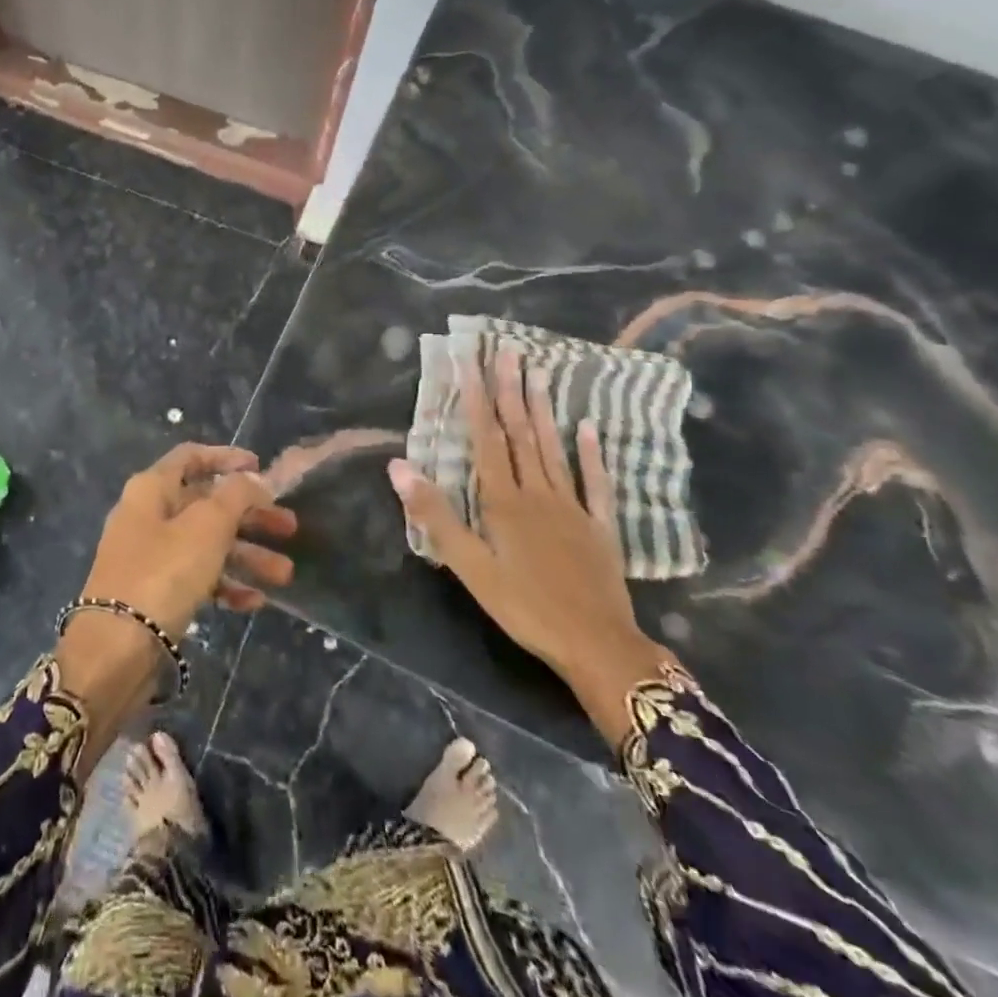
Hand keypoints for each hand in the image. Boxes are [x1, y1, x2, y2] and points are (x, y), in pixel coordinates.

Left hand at [57, 444, 295, 768]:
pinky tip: (255, 602)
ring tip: (285, 574)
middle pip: (206, 504)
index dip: (227, 458)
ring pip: (206, 545)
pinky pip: (196, 579)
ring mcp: (149, 556)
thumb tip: (253, 479)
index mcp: (152, 488)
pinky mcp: (154, 593)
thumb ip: (236, 496)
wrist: (115, 650)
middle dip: (250, 515)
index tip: (261, 467)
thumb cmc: (163, 572)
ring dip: (247, 556)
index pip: (191, 457)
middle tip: (289, 527)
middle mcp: (148, 515)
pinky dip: (225, 585)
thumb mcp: (207, 526)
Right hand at [387, 349, 672, 745]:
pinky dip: (591, 453)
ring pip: (552, 448)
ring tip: (538, 372)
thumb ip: (435, 515)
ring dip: (542, 409)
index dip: (476, 397)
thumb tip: (398, 466)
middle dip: (510, 390)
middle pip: (520, 433)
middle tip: (507, 351)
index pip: (485, 437)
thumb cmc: (524, 607)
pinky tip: (588, 428)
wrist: (597, 645)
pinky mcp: (599, 526)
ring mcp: (571, 506)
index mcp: (502, 500)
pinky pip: (594, 482)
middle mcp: (536, 492)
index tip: (469, 361)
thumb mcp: (469, 566)